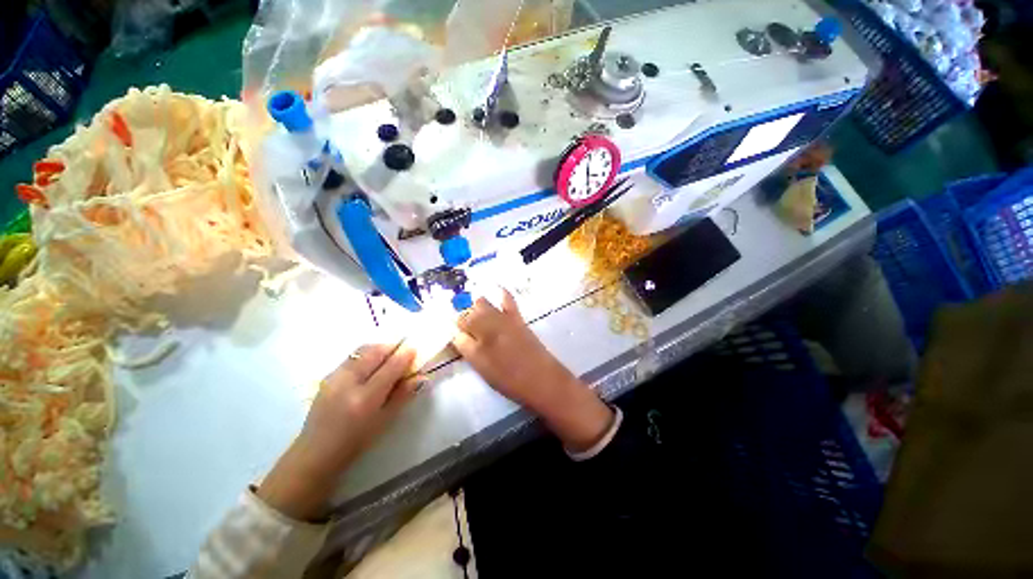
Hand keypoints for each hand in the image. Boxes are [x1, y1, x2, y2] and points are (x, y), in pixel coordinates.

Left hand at [257, 343, 424, 520]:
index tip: (414, 350)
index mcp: (365, 398)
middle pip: (374, 352)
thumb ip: (403, 395)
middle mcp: (349, 382)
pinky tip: (370, 365)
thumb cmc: (355, 441)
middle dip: (392, 347)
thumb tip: (422, 377)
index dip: (405, 355)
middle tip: (403, 351)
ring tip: (388, 356)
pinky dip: (366, 355)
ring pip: (362, 350)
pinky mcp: (328, 376)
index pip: (391, 367)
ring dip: (379, 349)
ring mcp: (335, 377)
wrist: (316, 452)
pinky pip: (352, 357)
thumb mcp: (384, 420)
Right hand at [452, 291, 613, 451]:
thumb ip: (466, 348)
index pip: (457, 326)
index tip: (454, 333)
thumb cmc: (509, 379)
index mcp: (476, 340)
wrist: (541, 378)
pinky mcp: (517, 318)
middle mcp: (487, 324)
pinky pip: (507, 300)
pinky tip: (497, 289)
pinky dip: (501, 293)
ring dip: (475, 307)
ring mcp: (503, 319)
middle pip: (467, 313)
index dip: (454, 328)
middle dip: (463, 318)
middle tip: (466, 330)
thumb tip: (455, 334)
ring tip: (476, 315)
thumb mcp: (481, 367)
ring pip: (482, 303)